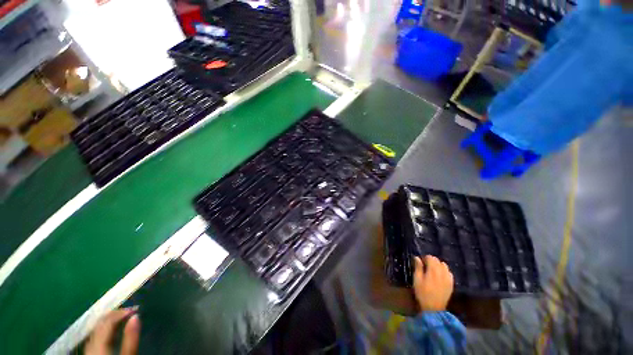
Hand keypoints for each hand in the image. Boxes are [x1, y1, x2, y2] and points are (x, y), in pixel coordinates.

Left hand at [85, 308, 140, 354]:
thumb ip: (131, 338)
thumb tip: (136, 316)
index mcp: (99, 343)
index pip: (108, 321)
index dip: (121, 312)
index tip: (136, 309)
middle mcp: (90, 343)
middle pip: (100, 324)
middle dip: (114, 315)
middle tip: (130, 312)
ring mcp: (87, 349)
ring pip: (96, 329)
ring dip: (109, 321)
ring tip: (122, 319)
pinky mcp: (89, 353)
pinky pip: (95, 336)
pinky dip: (104, 329)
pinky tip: (110, 331)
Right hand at [413, 256, 453, 311]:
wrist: (434, 308)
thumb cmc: (422, 293)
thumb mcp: (417, 279)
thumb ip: (418, 267)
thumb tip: (417, 257)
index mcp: (433, 270)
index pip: (431, 258)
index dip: (425, 258)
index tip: (421, 262)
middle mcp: (442, 272)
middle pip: (438, 261)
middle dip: (431, 261)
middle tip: (425, 266)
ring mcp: (448, 278)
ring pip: (444, 266)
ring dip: (438, 265)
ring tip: (433, 271)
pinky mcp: (451, 284)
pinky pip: (449, 273)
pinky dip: (445, 271)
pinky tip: (440, 276)